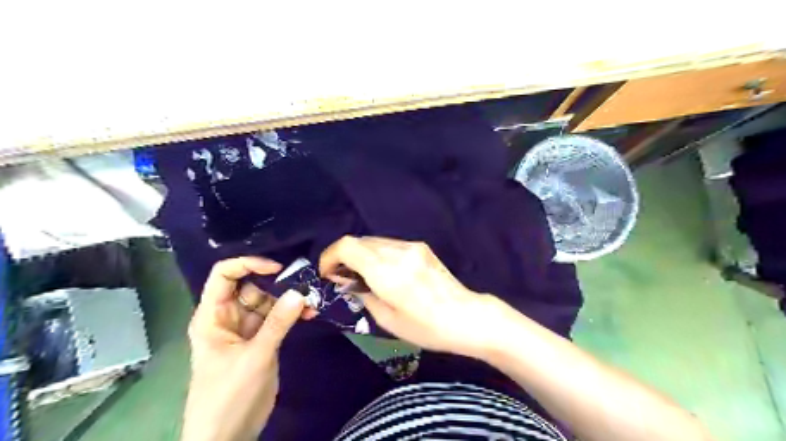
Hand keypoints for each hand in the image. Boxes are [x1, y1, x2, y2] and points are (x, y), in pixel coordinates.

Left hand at [183, 256, 315, 440]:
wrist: (226, 437)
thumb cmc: (229, 396)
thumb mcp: (255, 357)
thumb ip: (278, 323)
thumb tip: (300, 291)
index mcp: (213, 316)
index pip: (224, 275)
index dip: (248, 264)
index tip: (277, 268)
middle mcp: (228, 317)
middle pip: (251, 286)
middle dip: (276, 283)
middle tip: (305, 284)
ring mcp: (245, 329)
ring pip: (267, 302)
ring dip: (288, 299)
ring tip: (312, 301)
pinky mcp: (260, 340)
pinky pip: (276, 318)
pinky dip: (291, 314)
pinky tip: (309, 314)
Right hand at [317, 236, 496, 355]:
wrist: (466, 316)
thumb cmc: (426, 327)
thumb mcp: (388, 320)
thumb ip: (363, 296)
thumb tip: (349, 284)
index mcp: (387, 272)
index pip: (347, 246)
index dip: (330, 256)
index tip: (327, 274)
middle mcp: (398, 252)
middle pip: (358, 241)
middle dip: (343, 257)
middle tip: (342, 279)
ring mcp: (412, 246)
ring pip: (373, 241)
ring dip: (360, 255)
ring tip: (362, 277)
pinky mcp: (421, 247)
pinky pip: (389, 244)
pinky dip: (377, 254)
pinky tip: (383, 272)